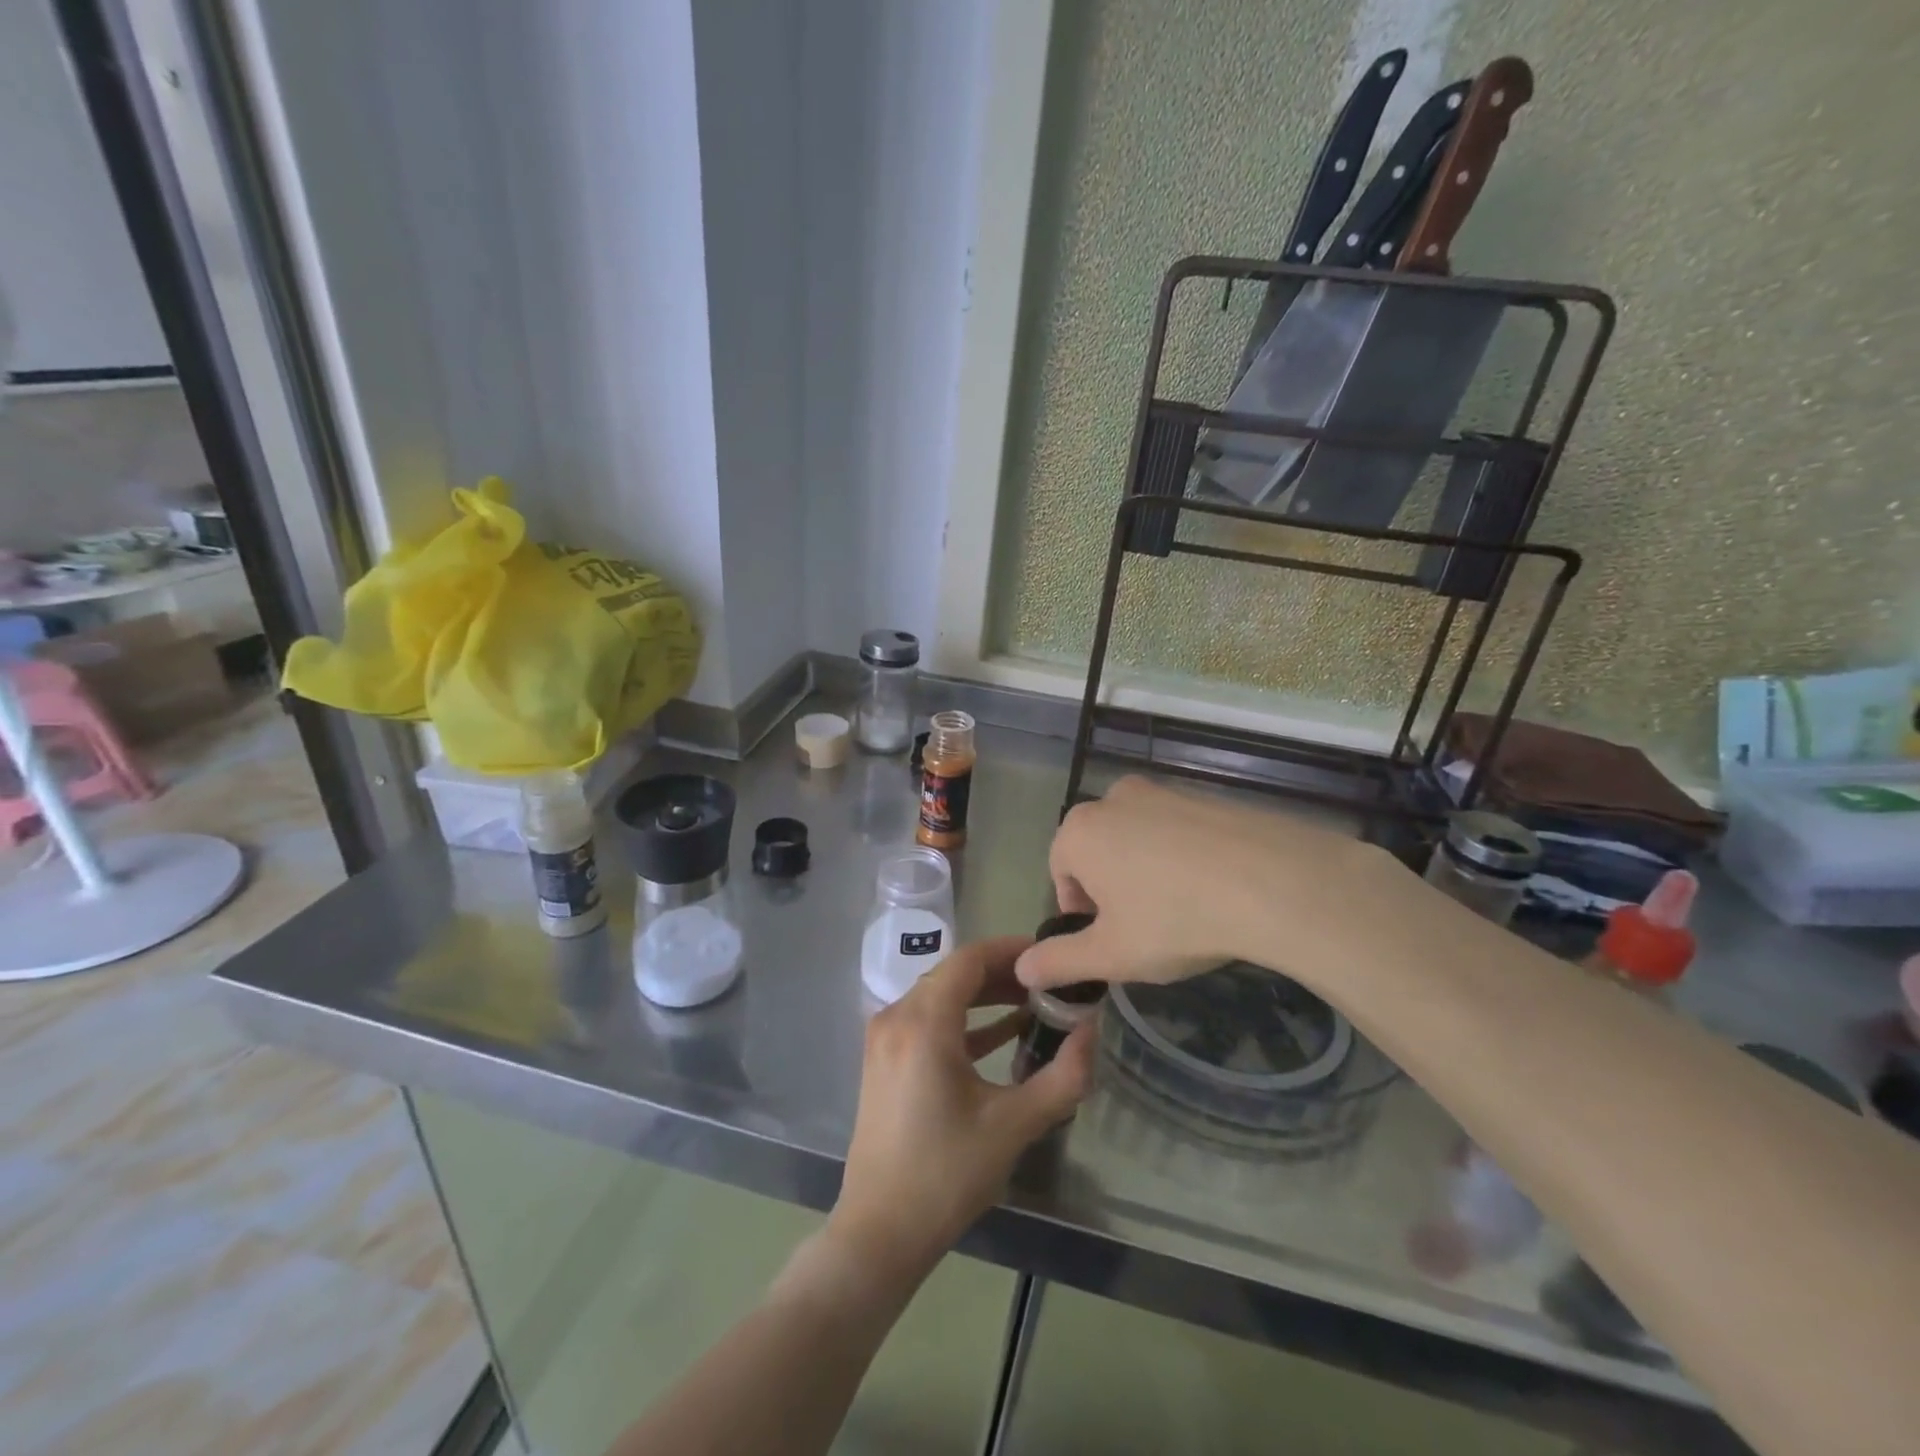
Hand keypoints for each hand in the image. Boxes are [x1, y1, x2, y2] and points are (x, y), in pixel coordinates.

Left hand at [830, 937, 1094, 1279]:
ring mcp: (885, 1038)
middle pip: (955, 973)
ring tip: (1034, 1005)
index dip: (1012, 950)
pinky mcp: (885, 1059)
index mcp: (923, 1022)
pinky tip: (1003, 1034)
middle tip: (1050, 983)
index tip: (1050, 955)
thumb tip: (1093, 1031)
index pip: (970, 959)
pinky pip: (928, 1021)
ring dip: (985, 996)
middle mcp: (897, 1016)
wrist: (880, 1232)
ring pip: (941, 995)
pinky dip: (965, 1021)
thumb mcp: (1014, 1125)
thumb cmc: (947, 1175)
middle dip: (1004, 973)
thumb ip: (1062, 1076)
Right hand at [1016, 775, 1397, 993]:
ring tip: (1182, 910)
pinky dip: (1184, 856)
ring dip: (1147, 870)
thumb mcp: (1111, 955)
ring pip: (1138, 838)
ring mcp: (1162, 791)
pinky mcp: (1205, 794)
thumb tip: (1022, 968)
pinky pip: (1179, 830)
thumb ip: (1059, 961)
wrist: (1270, 880)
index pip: (1061, 873)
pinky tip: (1213, 889)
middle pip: (1098, 850)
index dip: (1080, 912)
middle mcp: (1113, 799)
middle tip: (1143, 927)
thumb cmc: (1173, 919)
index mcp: (1079, 832)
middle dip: (1112, 887)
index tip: (1110, 940)